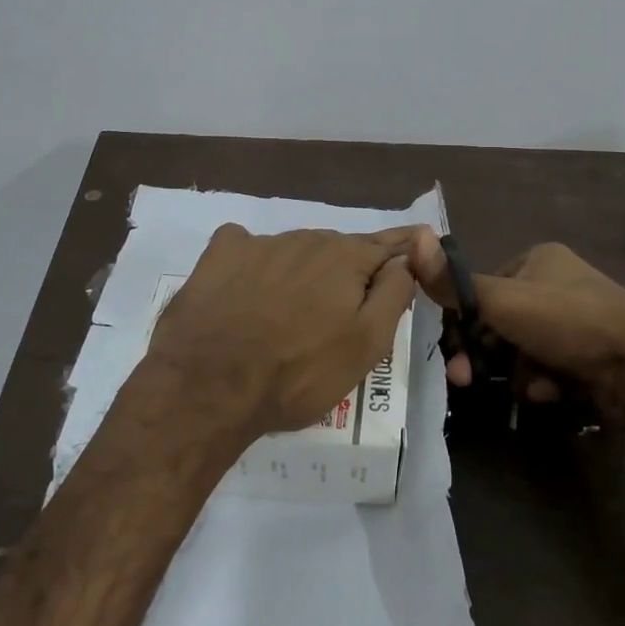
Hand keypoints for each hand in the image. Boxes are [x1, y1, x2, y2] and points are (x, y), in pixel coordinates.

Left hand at [146, 225, 417, 437]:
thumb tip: (406, 259)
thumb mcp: (367, 344)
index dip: (403, 248)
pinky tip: (246, 292)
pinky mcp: (219, 255)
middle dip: (346, 273)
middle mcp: (306, 238)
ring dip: (303, 273)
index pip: (387, 244)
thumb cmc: (298, 373)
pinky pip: (248, 249)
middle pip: (339, 250)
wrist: (208, 388)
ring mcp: (259, 243)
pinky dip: (255, 265)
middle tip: (339, 315)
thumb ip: (394, 294)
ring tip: (289, 316)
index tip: (417, 245)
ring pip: (295, 252)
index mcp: (346, 257)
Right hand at [403, 230, 624, 415]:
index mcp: (537, 259)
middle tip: (469, 382)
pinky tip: (555, 392)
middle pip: (501, 324)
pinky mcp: (590, 356)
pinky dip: (546, 382)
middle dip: (489, 356)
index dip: (464, 323)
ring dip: (519, 373)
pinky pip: (550, 369)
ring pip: (523, 352)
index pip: (483, 289)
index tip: (452, 354)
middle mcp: (556, 285)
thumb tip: (412, 239)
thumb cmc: (568, 322)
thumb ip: (454, 283)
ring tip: (531, 386)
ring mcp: (576, 322)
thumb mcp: (503, 301)